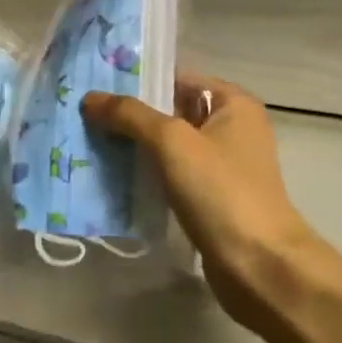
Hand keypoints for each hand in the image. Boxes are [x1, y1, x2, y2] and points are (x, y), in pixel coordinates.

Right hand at [82, 76, 341, 327]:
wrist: (259, 264)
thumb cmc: (220, 190)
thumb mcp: (172, 142)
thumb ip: (129, 115)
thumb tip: (89, 98)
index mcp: (232, 103)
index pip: (176, 78)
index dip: (136, 80)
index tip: (94, 85)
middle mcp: (230, 128)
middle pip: (170, 111)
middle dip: (128, 115)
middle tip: (82, 115)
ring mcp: (221, 165)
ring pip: (167, 146)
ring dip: (132, 147)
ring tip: (86, 143)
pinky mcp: (210, 198)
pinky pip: (169, 175)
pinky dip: (144, 174)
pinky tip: (109, 177)